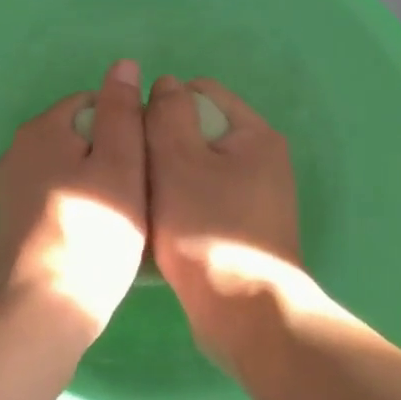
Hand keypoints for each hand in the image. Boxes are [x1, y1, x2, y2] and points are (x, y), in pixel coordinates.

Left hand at [0, 59, 148, 343]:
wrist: (38, 315)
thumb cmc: (92, 237)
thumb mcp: (121, 167)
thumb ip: (123, 112)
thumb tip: (123, 65)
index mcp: (42, 128)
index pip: (94, 104)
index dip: (127, 128)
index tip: (147, 165)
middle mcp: (16, 150)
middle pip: (79, 137)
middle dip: (109, 158)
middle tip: (138, 197)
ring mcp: (7, 188)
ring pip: (66, 171)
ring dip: (93, 186)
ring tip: (119, 224)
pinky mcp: (7, 223)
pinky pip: (52, 200)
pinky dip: (73, 211)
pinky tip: (91, 242)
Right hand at [146, 75, 310, 364]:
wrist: (244, 316)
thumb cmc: (206, 229)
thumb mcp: (177, 159)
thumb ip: (168, 113)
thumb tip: (166, 83)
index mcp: (254, 134)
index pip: (200, 91)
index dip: (163, 105)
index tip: (137, 136)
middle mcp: (262, 159)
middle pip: (199, 129)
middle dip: (164, 143)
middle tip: (137, 170)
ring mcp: (257, 196)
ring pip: (197, 167)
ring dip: (168, 176)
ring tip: (144, 199)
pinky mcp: (245, 228)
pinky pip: (204, 198)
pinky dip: (181, 203)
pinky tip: (161, 224)